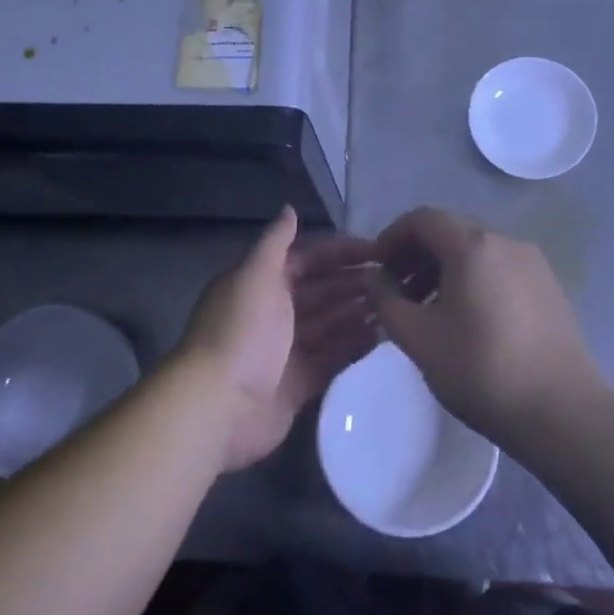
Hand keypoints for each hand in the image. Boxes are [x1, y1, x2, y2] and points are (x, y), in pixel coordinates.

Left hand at [178, 207, 381, 471]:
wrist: (218, 406)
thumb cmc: (240, 332)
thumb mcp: (256, 276)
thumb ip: (275, 243)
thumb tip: (289, 208)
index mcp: (261, 283)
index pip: (307, 259)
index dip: (340, 253)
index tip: (378, 250)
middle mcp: (274, 313)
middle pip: (321, 291)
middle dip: (353, 283)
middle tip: (395, 280)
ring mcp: (286, 350)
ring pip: (329, 325)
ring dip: (357, 314)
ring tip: (394, 306)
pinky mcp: (298, 383)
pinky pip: (331, 359)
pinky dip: (353, 347)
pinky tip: (381, 338)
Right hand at [366, 207, 603, 450]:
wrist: (562, 411)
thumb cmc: (481, 370)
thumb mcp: (418, 338)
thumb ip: (385, 300)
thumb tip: (375, 277)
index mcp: (472, 246)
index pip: (422, 219)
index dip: (392, 237)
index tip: (377, 268)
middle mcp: (505, 242)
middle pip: (450, 231)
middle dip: (416, 254)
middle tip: (397, 291)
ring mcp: (532, 263)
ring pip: (476, 251)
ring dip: (443, 269)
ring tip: (427, 309)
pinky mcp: (549, 287)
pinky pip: (499, 269)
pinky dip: (472, 280)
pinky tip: (466, 319)